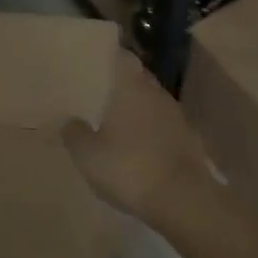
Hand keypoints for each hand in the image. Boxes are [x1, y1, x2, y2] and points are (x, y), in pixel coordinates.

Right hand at [62, 50, 215, 225]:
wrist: (183, 200)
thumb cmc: (130, 167)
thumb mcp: (88, 155)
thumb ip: (74, 133)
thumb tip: (68, 120)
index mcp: (131, 86)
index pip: (122, 57)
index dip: (109, 58)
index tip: (94, 63)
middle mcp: (156, 92)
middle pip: (138, 78)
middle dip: (122, 85)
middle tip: (99, 95)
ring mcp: (176, 116)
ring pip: (152, 102)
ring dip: (138, 109)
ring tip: (117, 123)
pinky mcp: (189, 140)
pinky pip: (164, 126)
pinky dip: (151, 131)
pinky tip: (139, 148)